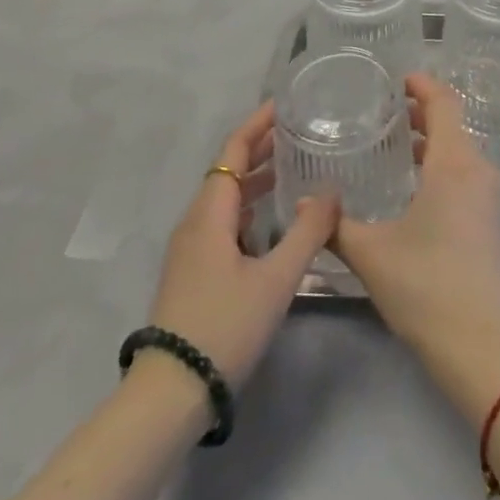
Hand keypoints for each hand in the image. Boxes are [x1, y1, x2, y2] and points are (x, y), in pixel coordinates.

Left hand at [145, 101, 339, 387]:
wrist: (169, 394)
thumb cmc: (223, 325)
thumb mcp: (275, 279)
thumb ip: (307, 232)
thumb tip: (331, 192)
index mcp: (211, 212)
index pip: (234, 150)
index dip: (258, 123)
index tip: (286, 104)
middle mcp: (196, 220)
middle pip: (228, 169)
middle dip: (261, 147)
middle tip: (299, 132)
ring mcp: (190, 248)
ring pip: (225, 197)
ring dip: (256, 177)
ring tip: (292, 168)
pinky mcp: (192, 271)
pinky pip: (223, 220)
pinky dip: (248, 205)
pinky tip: (271, 220)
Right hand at [332, 75, 499, 358]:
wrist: (478, 345)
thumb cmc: (424, 285)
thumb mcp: (371, 253)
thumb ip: (335, 225)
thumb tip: (300, 205)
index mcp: (453, 163)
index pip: (443, 103)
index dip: (422, 85)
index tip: (396, 79)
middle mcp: (477, 170)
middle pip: (451, 124)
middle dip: (420, 113)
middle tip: (384, 112)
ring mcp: (488, 196)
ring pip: (459, 150)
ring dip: (430, 142)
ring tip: (393, 147)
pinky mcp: (489, 220)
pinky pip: (465, 173)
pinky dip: (440, 165)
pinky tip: (412, 187)